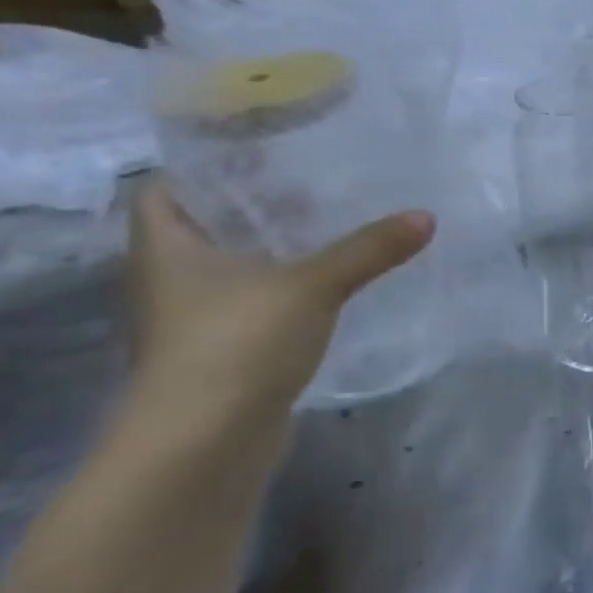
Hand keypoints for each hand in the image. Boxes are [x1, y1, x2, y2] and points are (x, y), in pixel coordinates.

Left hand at [123, 177, 434, 445]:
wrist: (203, 443)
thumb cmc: (237, 345)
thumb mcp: (312, 286)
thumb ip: (369, 249)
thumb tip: (426, 216)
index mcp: (168, 249)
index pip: (167, 188)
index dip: (206, 165)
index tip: (262, 148)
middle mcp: (171, 278)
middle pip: (207, 225)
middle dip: (257, 203)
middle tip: (316, 179)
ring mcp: (196, 317)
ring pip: (234, 265)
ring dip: (275, 247)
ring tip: (333, 223)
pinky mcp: (225, 348)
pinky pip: (255, 300)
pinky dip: (286, 285)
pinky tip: (331, 281)